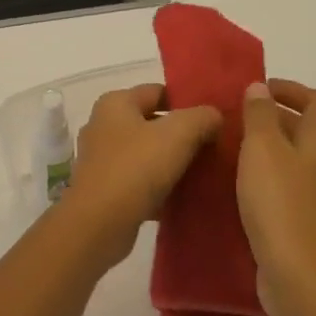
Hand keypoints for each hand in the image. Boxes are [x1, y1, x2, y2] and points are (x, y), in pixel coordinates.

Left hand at [64, 84, 220, 263]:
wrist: (99, 223)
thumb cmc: (136, 168)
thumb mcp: (178, 134)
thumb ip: (201, 117)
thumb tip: (214, 115)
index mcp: (115, 103)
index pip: (158, 91)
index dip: (188, 101)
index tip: (215, 117)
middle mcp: (103, 126)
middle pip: (153, 123)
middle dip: (183, 134)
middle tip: (216, 146)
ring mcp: (102, 159)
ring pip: (147, 154)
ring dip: (173, 162)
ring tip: (206, 172)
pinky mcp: (105, 189)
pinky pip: (140, 181)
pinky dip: (161, 187)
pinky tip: (186, 197)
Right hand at [237, 80, 315, 315]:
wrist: (301, 275)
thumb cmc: (280, 204)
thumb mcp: (261, 150)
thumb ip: (259, 115)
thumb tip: (260, 87)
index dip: (290, 90)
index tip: (258, 90)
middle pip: (311, 131)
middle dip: (277, 120)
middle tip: (239, 121)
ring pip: (302, 162)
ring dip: (275, 152)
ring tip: (237, 155)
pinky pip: (296, 190)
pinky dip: (274, 181)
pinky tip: (247, 193)